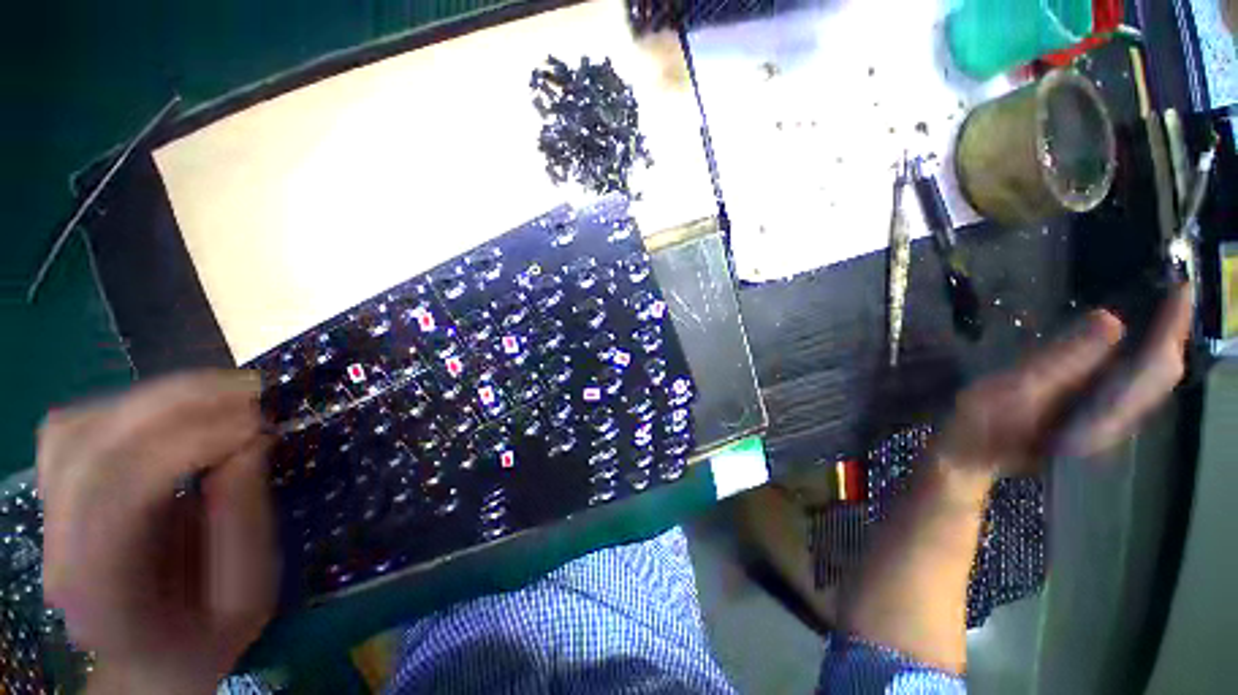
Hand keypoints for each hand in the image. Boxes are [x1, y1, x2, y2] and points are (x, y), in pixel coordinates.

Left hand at [38, 371, 276, 693]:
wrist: (151, 653)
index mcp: (100, 591)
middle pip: (90, 447)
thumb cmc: (206, 634)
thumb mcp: (248, 596)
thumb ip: (247, 525)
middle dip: (174, 405)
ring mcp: (50, 516)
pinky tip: (177, 412)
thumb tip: (251, 444)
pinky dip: (131, 406)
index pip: (118, 492)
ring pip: (77, 427)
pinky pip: (78, 425)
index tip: (256, 424)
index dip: (188, 445)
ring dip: (154, 399)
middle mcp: (58, 547)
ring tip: (222, 395)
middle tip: (249, 392)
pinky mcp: (59, 492)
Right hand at [938, 285, 1192, 478]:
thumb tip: (1112, 319)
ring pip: (1150, 382)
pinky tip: (1130, 345)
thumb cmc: (985, 424)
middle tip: (1172, 295)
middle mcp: (1116, 422)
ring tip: (1160, 313)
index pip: (1154, 368)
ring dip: (1158, 346)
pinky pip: (1131, 387)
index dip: (1170, 329)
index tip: (1179, 290)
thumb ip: (1065, 359)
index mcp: (1104, 417)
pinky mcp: (1093, 420)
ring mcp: (1106, 423)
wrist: (970, 454)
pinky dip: (1139, 360)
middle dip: (1171, 334)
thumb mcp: (1019, 387)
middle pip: (1160, 376)